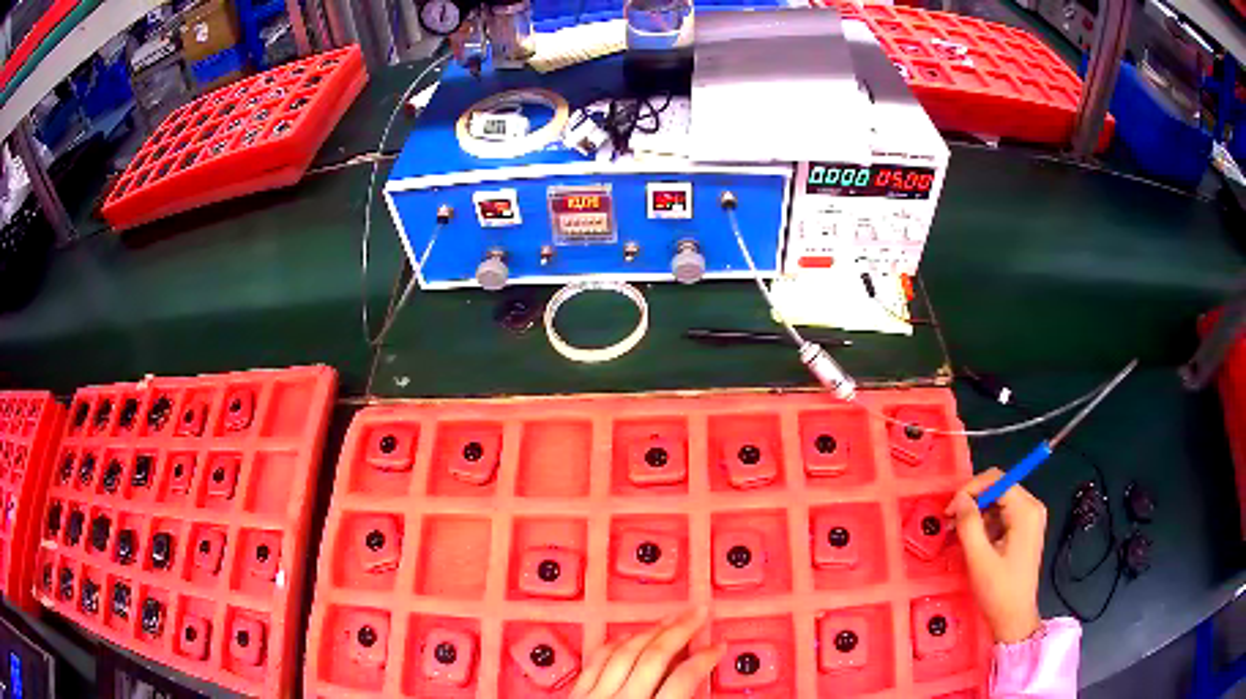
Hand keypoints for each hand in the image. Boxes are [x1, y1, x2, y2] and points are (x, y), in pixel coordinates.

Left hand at [570, 607, 723, 698]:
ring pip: (625, 652)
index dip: (705, 660)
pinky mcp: (575, 694)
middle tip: (699, 610)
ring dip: (651, 631)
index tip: (718, 647)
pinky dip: (615, 644)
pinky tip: (629, 635)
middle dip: (680, 630)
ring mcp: (594, 695)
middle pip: (654, 657)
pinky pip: (596, 660)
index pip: (683, 680)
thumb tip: (696, 681)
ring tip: (670, 617)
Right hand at [945, 467, 1046, 643]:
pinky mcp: (1025, 530)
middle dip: (973, 501)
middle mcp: (1032, 507)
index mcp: (1026, 510)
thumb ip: (969, 524)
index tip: (950, 511)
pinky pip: (1003, 514)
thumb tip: (959, 500)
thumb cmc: (998, 590)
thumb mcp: (979, 559)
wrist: (1014, 618)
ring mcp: (1030, 519)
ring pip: (999, 501)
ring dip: (978, 513)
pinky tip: (974, 540)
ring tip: (959, 534)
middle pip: (999, 487)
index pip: (997, 480)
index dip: (971, 489)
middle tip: (950, 522)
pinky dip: (986, 522)